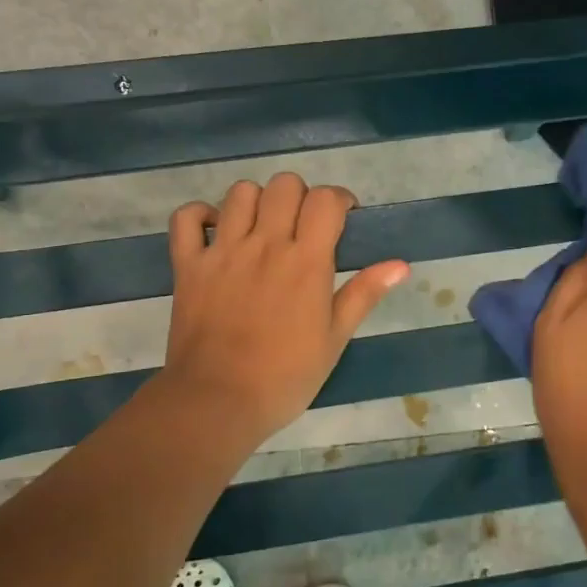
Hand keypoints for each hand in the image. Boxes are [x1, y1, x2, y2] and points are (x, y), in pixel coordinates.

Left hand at [161, 173, 409, 442]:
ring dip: (256, 202)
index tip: (341, 220)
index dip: (338, 201)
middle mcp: (264, 244)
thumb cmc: (285, 377)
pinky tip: (215, 233)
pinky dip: (200, 216)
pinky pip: (186, 218)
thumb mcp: (334, 338)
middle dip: (300, 197)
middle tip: (302, 227)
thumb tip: (400, 264)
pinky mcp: (188, 265)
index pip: (325, 199)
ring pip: (240, 192)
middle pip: (284, 185)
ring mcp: (222, 251)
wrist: (218, 401)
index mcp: (305, 261)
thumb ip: (364, 294)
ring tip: (261, 229)